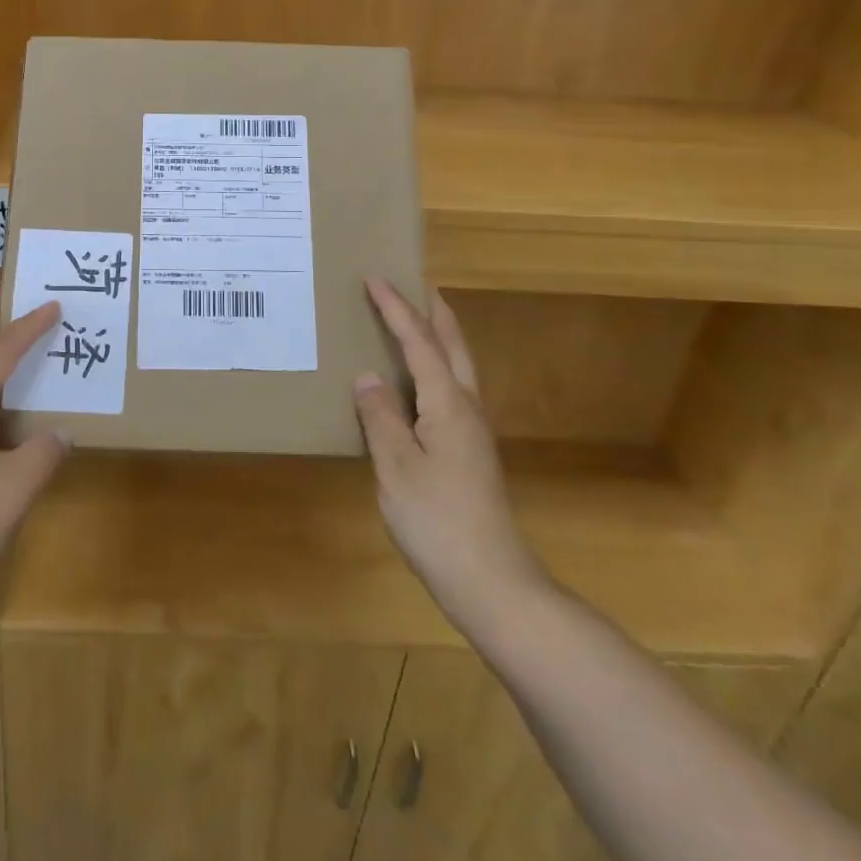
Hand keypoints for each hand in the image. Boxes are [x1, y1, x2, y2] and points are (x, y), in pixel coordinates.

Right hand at [354, 278, 544, 628]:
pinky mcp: (471, 453)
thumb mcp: (396, 467)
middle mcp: (467, 409)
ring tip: (418, 321)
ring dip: (440, 337)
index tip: (375, 278)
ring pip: (459, 368)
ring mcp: (474, 432)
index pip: (419, 342)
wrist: (492, 583)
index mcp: (448, 404)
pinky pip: (453, 390)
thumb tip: (368, 376)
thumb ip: (380, 417)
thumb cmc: (438, 521)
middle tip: (416, 284)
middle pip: (453, 346)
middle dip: (434, 312)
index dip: (396, 308)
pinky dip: (438, 367)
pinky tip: (421, 384)